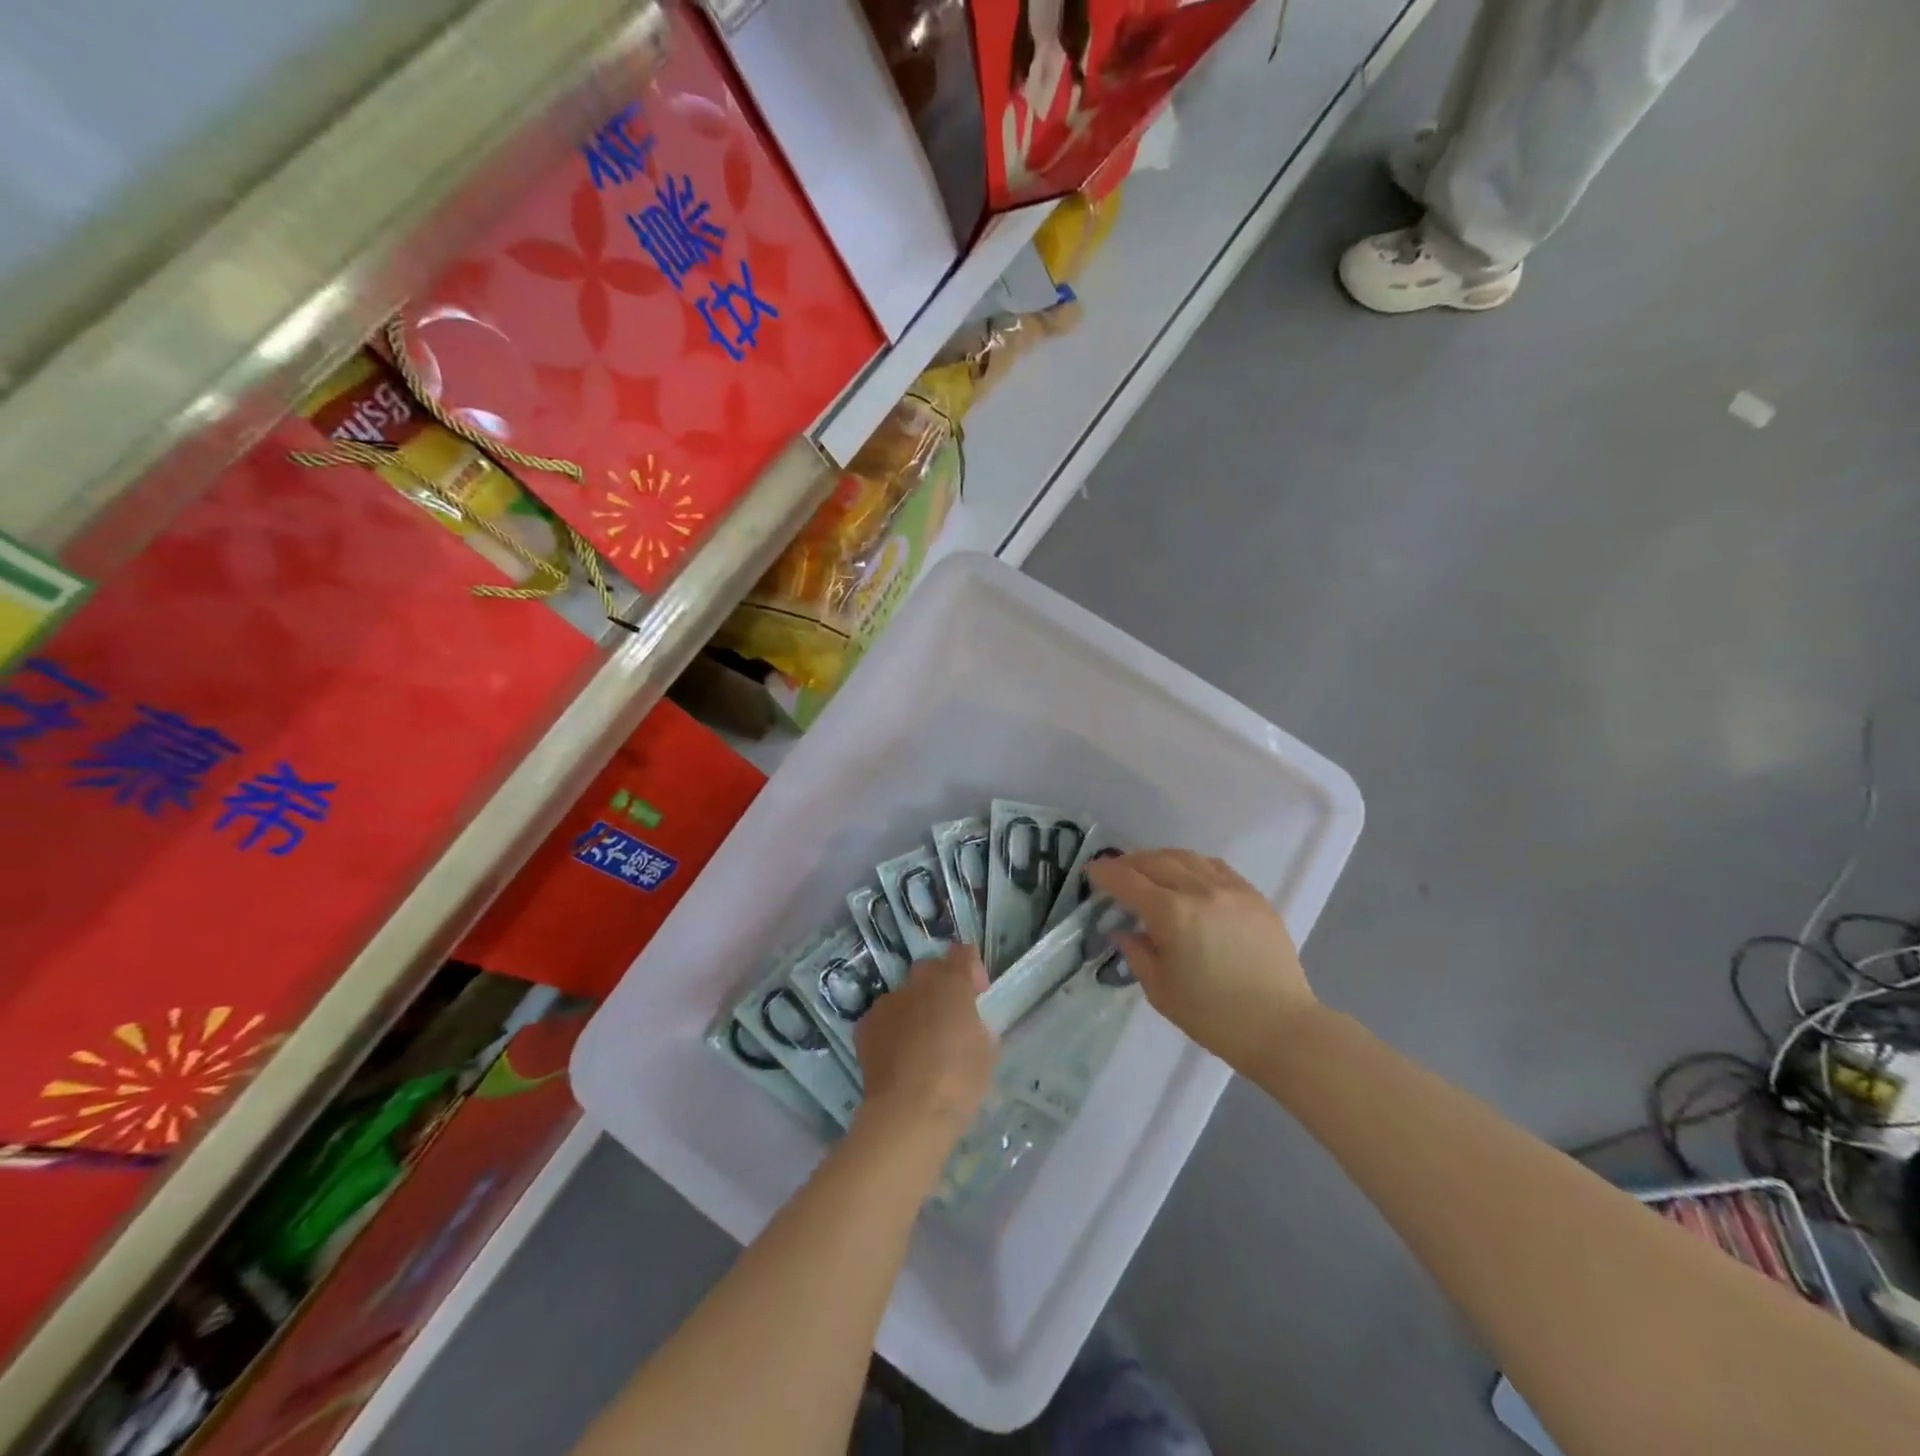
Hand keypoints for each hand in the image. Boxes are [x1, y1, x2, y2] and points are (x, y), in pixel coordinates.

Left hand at [854, 945, 996, 1135]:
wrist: (908, 1112)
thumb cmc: (959, 1081)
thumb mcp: (986, 1052)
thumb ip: (977, 1026)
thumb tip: (967, 1025)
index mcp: (951, 983)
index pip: (963, 954)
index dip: (971, 969)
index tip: (976, 994)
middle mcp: (917, 983)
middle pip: (930, 970)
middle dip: (940, 986)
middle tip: (948, 1018)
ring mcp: (887, 1002)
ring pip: (904, 995)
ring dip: (914, 1010)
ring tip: (919, 1045)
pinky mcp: (865, 1025)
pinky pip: (884, 1019)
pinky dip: (891, 1030)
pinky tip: (898, 1058)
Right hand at [1088, 849, 1318, 1072]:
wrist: (1280, 1028)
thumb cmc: (1213, 1017)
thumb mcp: (1161, 991)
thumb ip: (1137, 954)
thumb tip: (1124, 932)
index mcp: (1172, 914)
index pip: (1128, 881)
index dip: (1105, 874)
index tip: (1090, 873)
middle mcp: (1200, 891)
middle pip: (1155, 862)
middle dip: (1129, 863)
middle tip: (1114, 873)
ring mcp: (1231, 890)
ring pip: (1186, 857)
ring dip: (1159, 859)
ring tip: (1147, 869)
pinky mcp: (1254, 896)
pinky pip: (1216, 867)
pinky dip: (1192, 864)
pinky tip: (1186, 875)